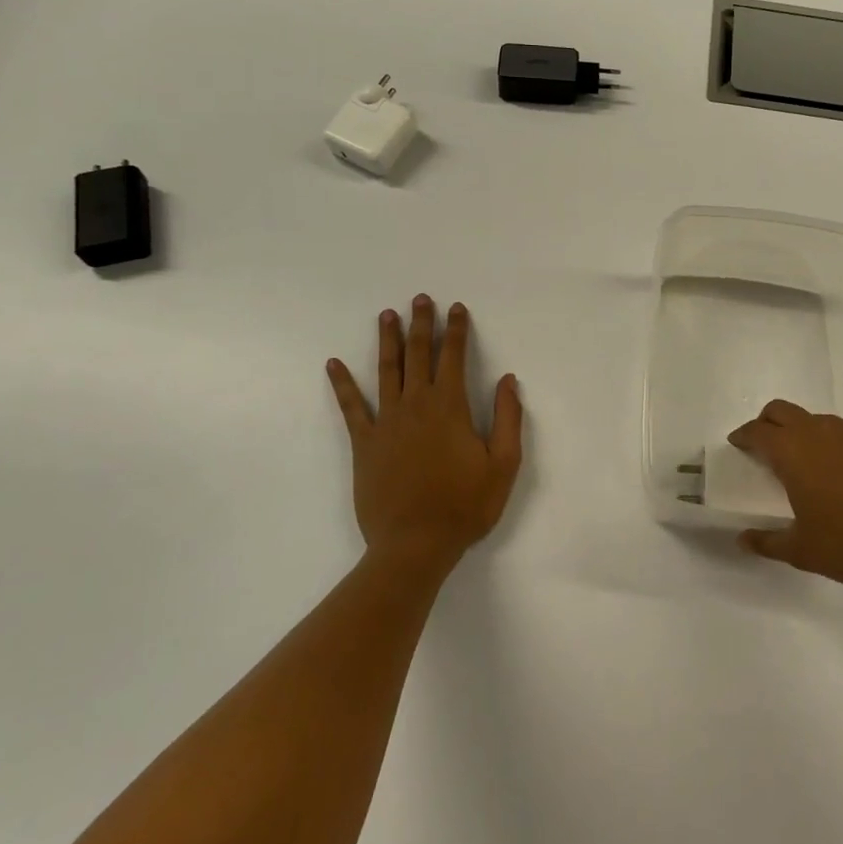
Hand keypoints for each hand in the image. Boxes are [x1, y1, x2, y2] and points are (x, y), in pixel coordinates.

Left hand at [327, 296, 523, 573]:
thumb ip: (508, 418)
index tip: (455, 308)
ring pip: (387, 371)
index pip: (454, 357)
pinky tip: (333, 364)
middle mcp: (416, 405)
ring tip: (386, 315)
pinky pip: (351, 407)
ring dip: (388, 340)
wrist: (414, 545)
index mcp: (450, 407)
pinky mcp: (364, 443)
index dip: (456, 330)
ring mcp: (386, 422)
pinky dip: (342, 384)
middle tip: (419, 298)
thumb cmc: (465, 506)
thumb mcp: (503, 465)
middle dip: (421, 324)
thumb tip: (508, 379)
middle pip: (418, 355)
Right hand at [728, 400, 842, 594]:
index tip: (738, 445)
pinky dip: (838, 445)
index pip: (757, 431)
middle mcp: (821, 431)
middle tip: (766, 448)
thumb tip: (743, 539)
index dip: (743, 436)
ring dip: (805, 434)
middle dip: (767, 423)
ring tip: (810, 466)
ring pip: (818, 420)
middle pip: (782, 411)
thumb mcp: (804, 551)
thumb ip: (768, 542)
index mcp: (794, 452)